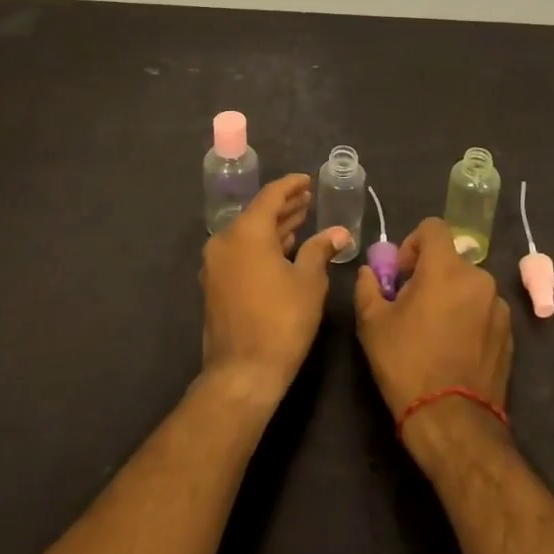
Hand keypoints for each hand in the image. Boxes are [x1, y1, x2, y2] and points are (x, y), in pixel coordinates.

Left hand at [201, 174, 349, 404]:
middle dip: (284, 206)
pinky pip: (240, 251)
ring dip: (274, 226)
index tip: (308, 180)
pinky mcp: (215, 284)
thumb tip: (339, 232)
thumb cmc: (281, 321)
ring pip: (248, 233)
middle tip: (308, 199)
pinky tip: (283, 248)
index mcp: (247, 232)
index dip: (291, 186)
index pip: (271, 195)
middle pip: (257, 213)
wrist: (242, 373)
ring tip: (300, 220)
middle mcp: (225, 240)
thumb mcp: (308, 282)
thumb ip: (320, 250)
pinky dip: (261, 245)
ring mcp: (216, 263)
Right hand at [354, 217, 512, 449]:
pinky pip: (483, 311)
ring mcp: (499, 307)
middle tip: (412, 306)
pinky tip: (454, 349)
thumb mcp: (372, 323)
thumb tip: (371, 273)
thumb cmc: (407, 364)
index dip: (413, 243)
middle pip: (450, 260)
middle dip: (430, 274)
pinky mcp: (509, 334)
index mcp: (446, 268)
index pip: (433, 227)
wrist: (453, 422)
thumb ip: (368, 286)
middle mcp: (478, 278)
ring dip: (451, 297)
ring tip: (434, 332)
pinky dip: (468, 318)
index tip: (402, 274)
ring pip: (468, 286)